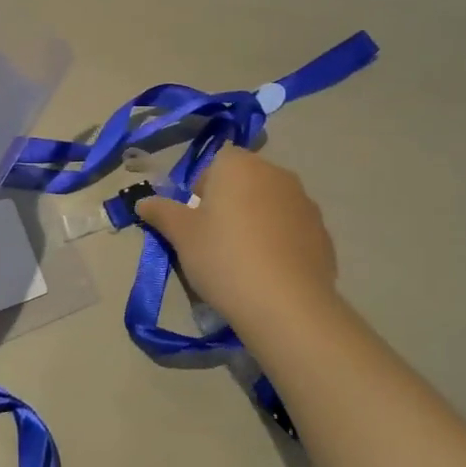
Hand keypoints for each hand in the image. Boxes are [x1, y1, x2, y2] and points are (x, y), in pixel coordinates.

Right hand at [137, 146, 339, 334]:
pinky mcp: (323, 233)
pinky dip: (279, 243)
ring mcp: (305, 203)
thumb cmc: (223, 257)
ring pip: (270, 205)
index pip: (216, 163)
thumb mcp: (181, 236)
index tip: (196, 220)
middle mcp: (276, 173)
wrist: (285, 304)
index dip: (203, 189)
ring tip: (244, 261)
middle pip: (245, 181)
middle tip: (215, 241)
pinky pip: (292, 230)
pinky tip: (269, 273)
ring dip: (256, 221)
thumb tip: (142, 202)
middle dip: (230, 204)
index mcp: (240, 165)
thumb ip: (161, 212)